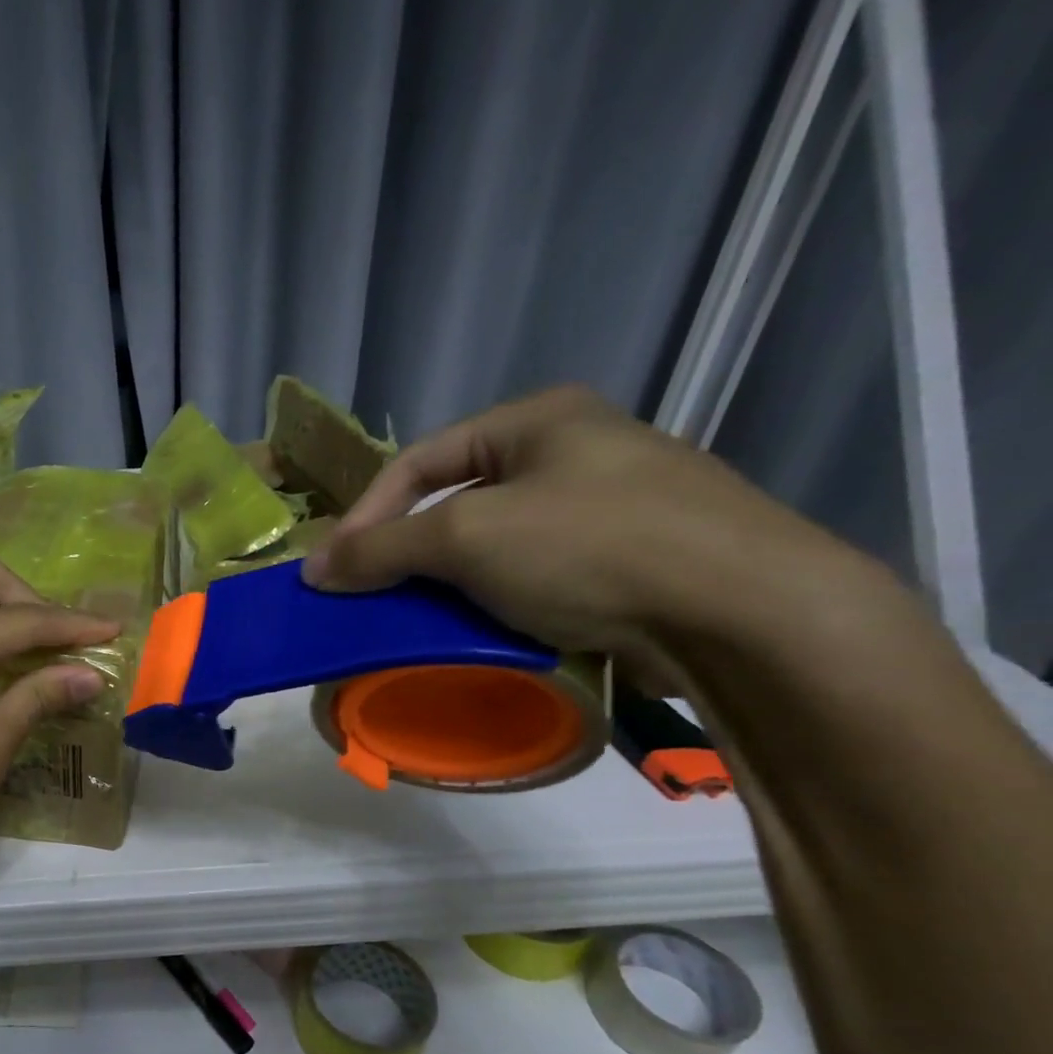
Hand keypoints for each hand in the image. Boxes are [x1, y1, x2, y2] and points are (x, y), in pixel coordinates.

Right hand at [301, 385, 865, 673]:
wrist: (740, 612)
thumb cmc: (589, 547)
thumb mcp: (467, 537)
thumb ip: (382, 548)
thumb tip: (313, 569)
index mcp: (537, 420)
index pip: (418, 460)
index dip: (365, 514)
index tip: (332, 571)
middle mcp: (572, 452)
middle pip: (455, 501)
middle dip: (406, 552)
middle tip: (369, 597)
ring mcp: (605, 508)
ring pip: (492, 545)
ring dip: (446, 584)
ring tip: (414, 622)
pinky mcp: (626, 563)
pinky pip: (532, 577)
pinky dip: (494, 603)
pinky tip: (478, 633)